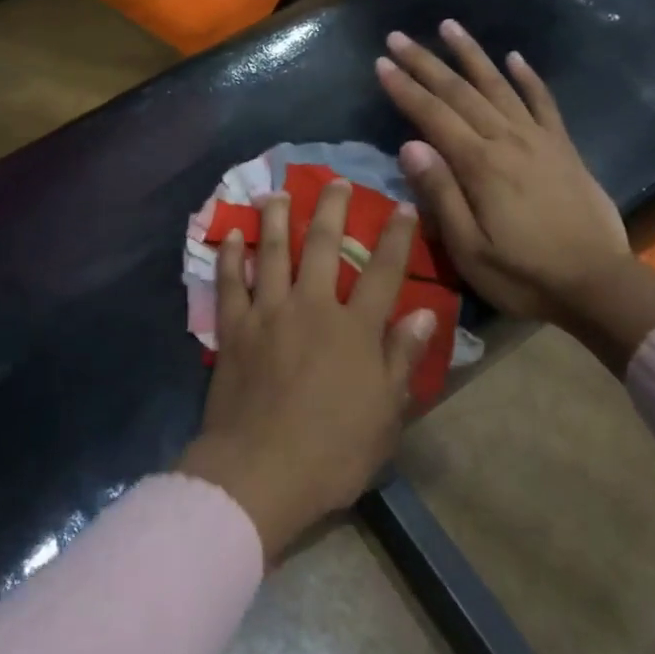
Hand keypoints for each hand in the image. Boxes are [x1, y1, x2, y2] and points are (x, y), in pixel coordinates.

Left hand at [177, 180, 436, 561]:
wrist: (261, 472)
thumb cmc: (333, 451)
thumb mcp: (385, 414)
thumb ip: (402, 358)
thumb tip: (424, 313)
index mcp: (354, 329)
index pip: (383, 272)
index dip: (396, 237)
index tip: (403, 207)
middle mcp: (311, 307)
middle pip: (322, 246)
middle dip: (331, 209)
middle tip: (334, 182)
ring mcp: (268, 313)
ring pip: (273, 252)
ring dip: (276, 219)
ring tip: (277, 193)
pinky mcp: (233, 328)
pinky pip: (230, 283)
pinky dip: (230, 256)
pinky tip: (231, 235)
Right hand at [376, 21, 654, 371]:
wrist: (599, 286)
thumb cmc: (524, 275)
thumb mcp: (469, 248)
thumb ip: (440, 194)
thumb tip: (409, 145)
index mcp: (480, 166)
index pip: (432, 116)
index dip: (404, 88)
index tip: (381, 62)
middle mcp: (508, 141)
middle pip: (460, 92)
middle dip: (426, 62)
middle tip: (398, 37)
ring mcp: (539, 141)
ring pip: (499, 86)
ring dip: (471, 55)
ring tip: (449, 26)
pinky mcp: (563, 149)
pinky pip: (544, 103)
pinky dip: (528, 79)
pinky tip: (515, 57)